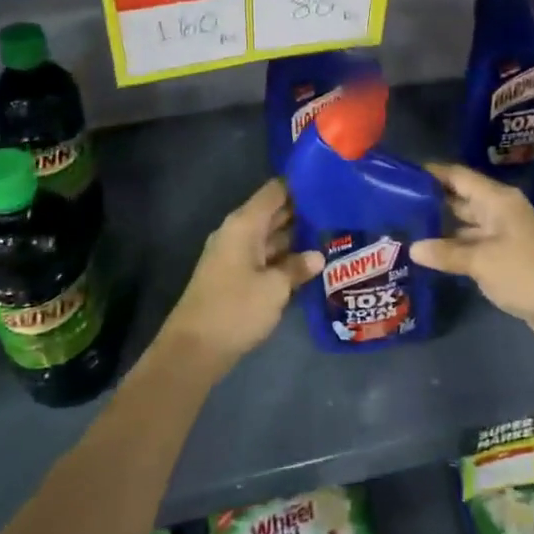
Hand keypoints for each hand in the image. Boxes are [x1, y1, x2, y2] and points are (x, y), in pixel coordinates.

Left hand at [161, 179, 322, 369]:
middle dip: (303, 213)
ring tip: (331, 236)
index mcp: (244, 225)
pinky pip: (264, 258)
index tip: (329, 185)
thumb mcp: (274, 288)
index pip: (274, 192)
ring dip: (296, 238)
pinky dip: (284, 259)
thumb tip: (317, 256)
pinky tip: (308, 265)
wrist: (195, 349)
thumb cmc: (236, 309)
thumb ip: (297, 267)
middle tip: (338, 213)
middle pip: (273, 213)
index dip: (299, 186)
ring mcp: (234, 256)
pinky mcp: (235, 277)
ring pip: (270, 238)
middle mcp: (238, 234)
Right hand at [410, 163, 533, 331]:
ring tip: (408, 228)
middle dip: (433, 201)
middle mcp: (500, 210)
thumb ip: (446, 253)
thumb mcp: (481, 262)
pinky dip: (455, 246)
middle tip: (398, 204)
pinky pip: (474, 243)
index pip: (458, 176)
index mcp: (497, 200)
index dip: (432, 173)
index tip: (403, 175)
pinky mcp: (506, 254)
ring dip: (442, 227)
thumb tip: (413, 248)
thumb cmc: (524, 272)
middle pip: (461, 198)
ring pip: (466, 223)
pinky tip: (432, 253)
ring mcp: (504, 233)